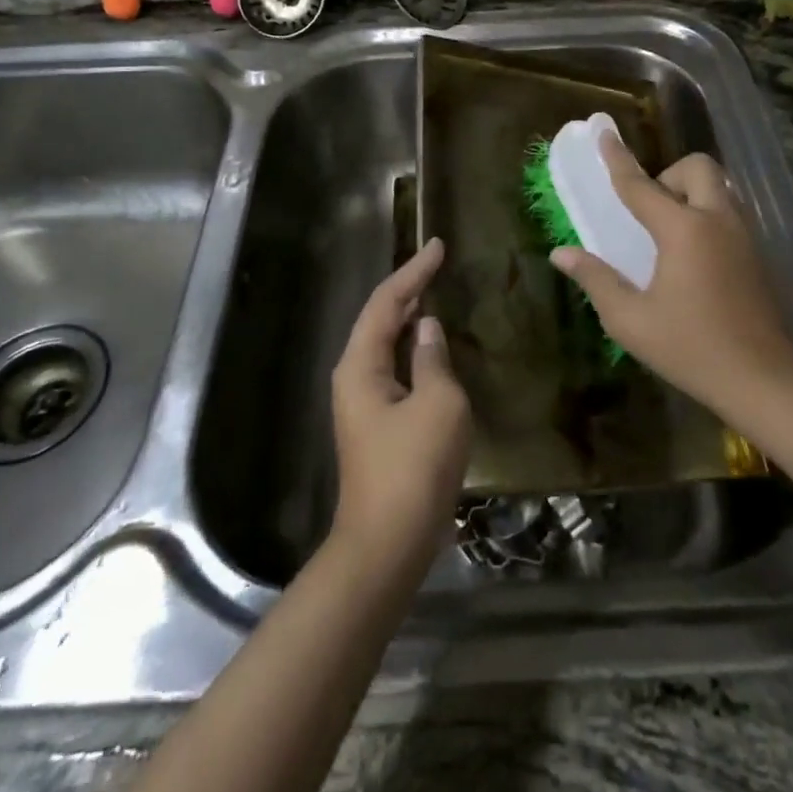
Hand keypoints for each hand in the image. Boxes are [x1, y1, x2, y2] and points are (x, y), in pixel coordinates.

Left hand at [329, 238, 471, 578]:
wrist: (387, 544)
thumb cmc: (414, 468)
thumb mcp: (438, 405)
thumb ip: (433, 359)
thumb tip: (428, 329)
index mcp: (361, 365)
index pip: (387, 302)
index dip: (413, 271)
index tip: (437, 246)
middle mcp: (354, 377)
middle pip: (380, 319)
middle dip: (408, 289)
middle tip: (436, 265)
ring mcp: (363, 404)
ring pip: (386, 345)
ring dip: (409, 319)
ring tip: (435, 294)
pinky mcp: (377, 425)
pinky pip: (395, 370)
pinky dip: (413, 350)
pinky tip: (432, 350)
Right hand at [549, 134, 792, 416]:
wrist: (764, 379)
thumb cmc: (691, 348)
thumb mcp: (631, 320)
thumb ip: (596, 279)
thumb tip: (561, 254)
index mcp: (683, 230)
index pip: (640, 185)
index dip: (618, 158)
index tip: (603, 132)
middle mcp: (717, 220)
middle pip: (697, 167)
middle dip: (669, 176)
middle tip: (650, 212)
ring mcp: (744, 234)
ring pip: (718, 187)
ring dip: (690, 193)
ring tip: (668, 234)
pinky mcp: (756, 252)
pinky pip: (729, 210)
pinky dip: (707, 214)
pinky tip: (692, 257)